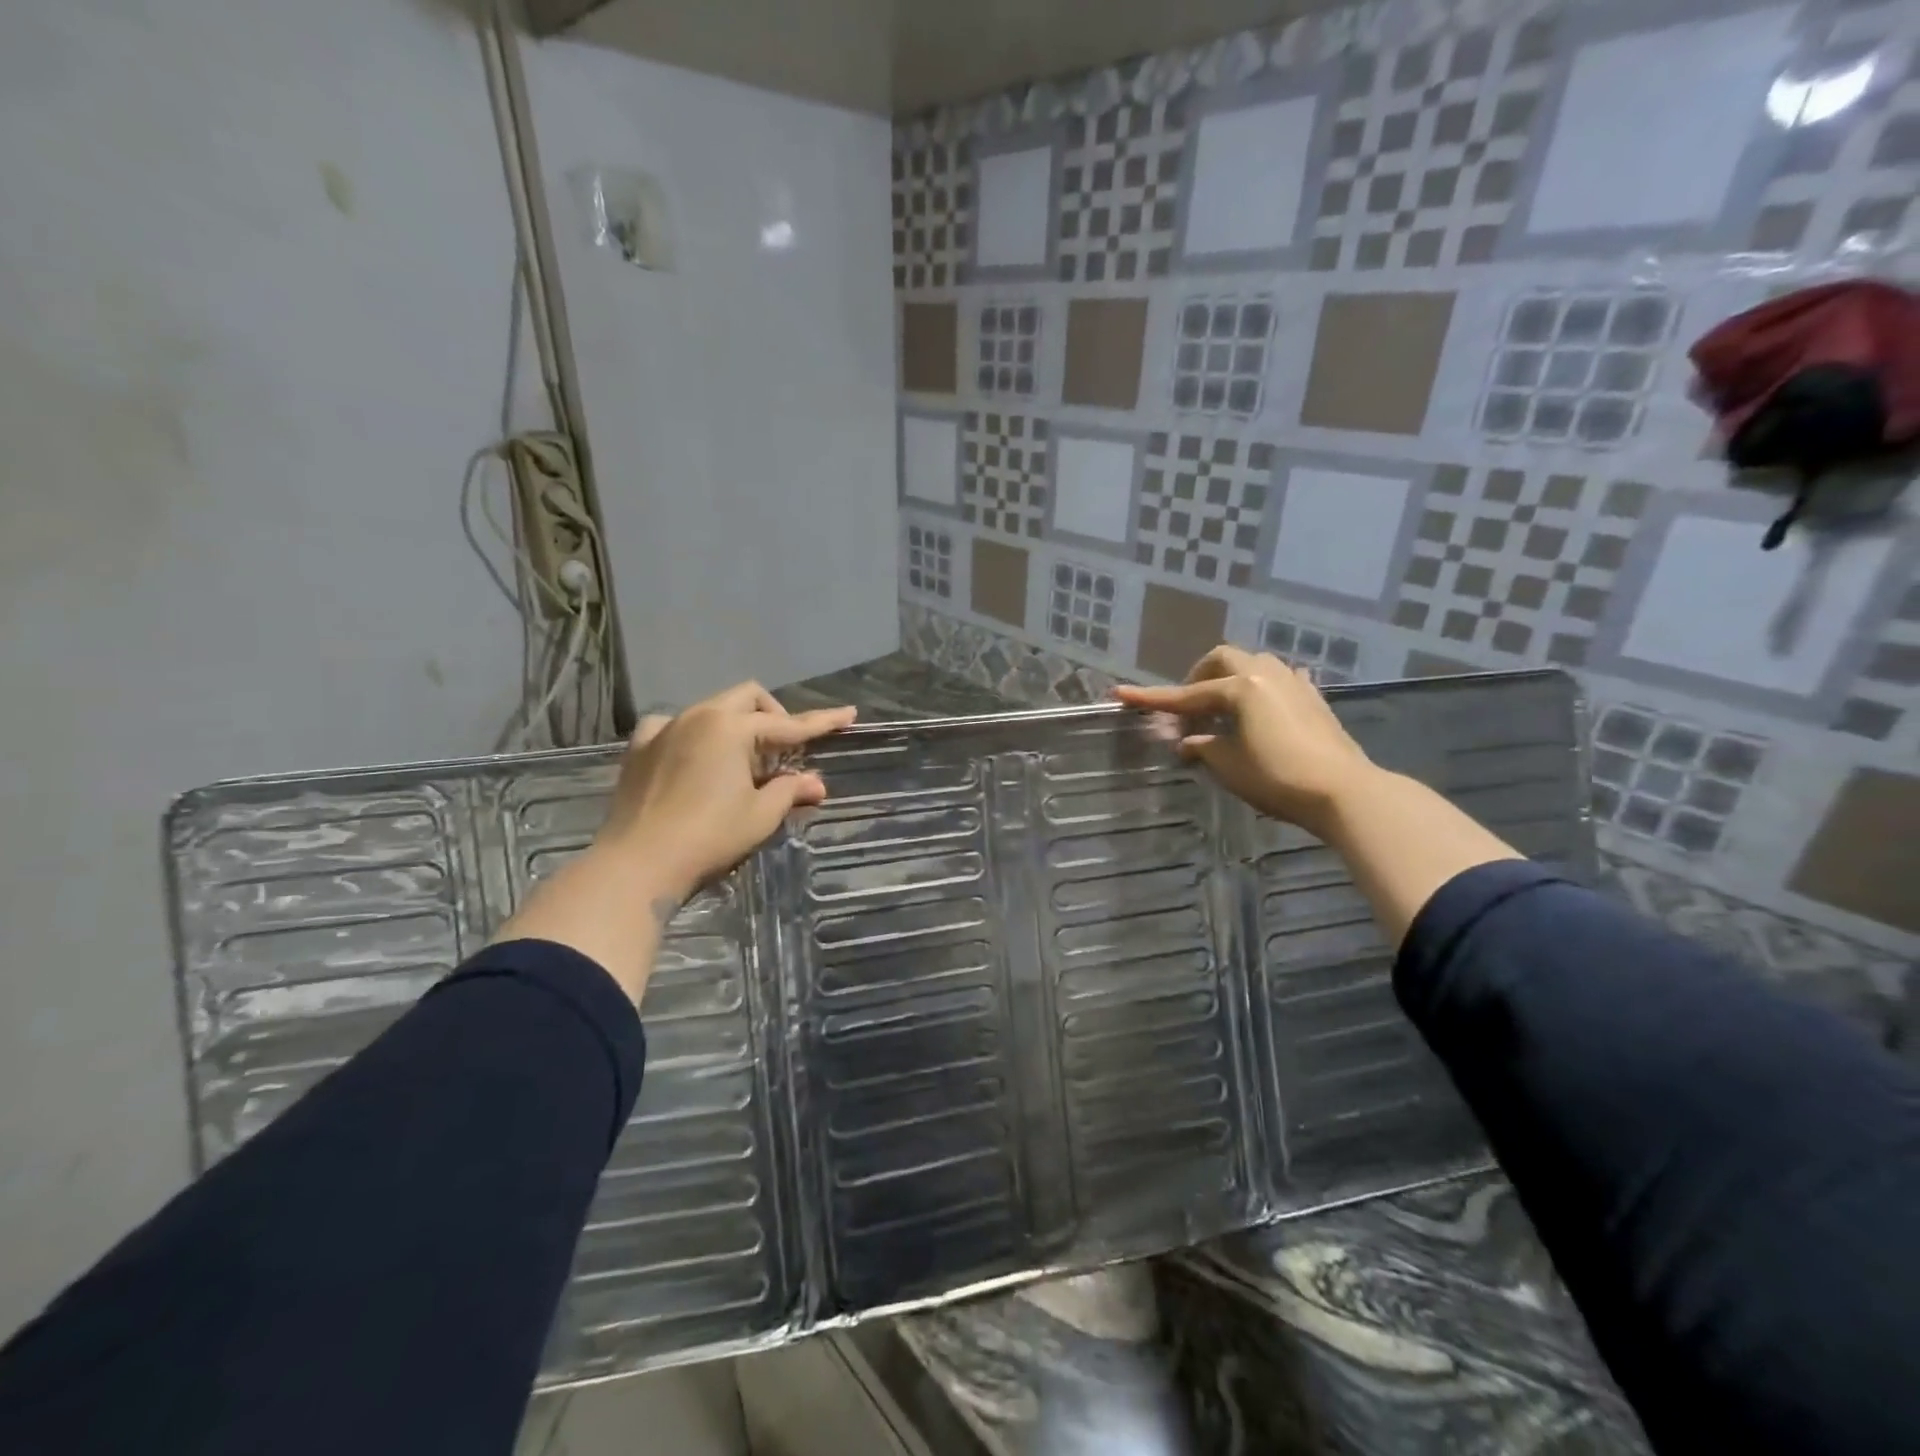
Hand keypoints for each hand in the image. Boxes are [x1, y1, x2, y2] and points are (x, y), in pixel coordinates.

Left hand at [596, 682, 855, 900]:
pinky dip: (693, 733)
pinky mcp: (639, 748)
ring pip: (711, 708)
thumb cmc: (709, 837)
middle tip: (784, 749)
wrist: (637, 864)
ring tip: (742, 760)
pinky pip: (673, 725)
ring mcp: (664, 728)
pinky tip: (694, 754)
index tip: (849, 714)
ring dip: (736, 724)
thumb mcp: (760, 815)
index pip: (789, 724)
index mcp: (732, 728)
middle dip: (773, 715)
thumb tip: (816, 783)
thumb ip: (790, 791)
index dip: (822, 722)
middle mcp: (698, 716)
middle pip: (747, 698)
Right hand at [1115, 646, 1375, 835]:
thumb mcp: (1229, 765)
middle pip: (1223, 660)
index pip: (1186, 694)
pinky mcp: (1314, 699)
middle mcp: (1266, 674)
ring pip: (1253, 664)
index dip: (1152, 698)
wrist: (1343, 791)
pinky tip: (1261, 706)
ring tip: (1222, 708)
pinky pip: (1279, 680)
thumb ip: (1203, 747)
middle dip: (1198, 677)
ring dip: (1230, 679)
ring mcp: (1294, 683)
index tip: (1120, 694)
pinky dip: (1260, 688)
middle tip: (1188, 706)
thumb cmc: (1278, 777)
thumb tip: (1187, 742)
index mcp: (1240, 687)